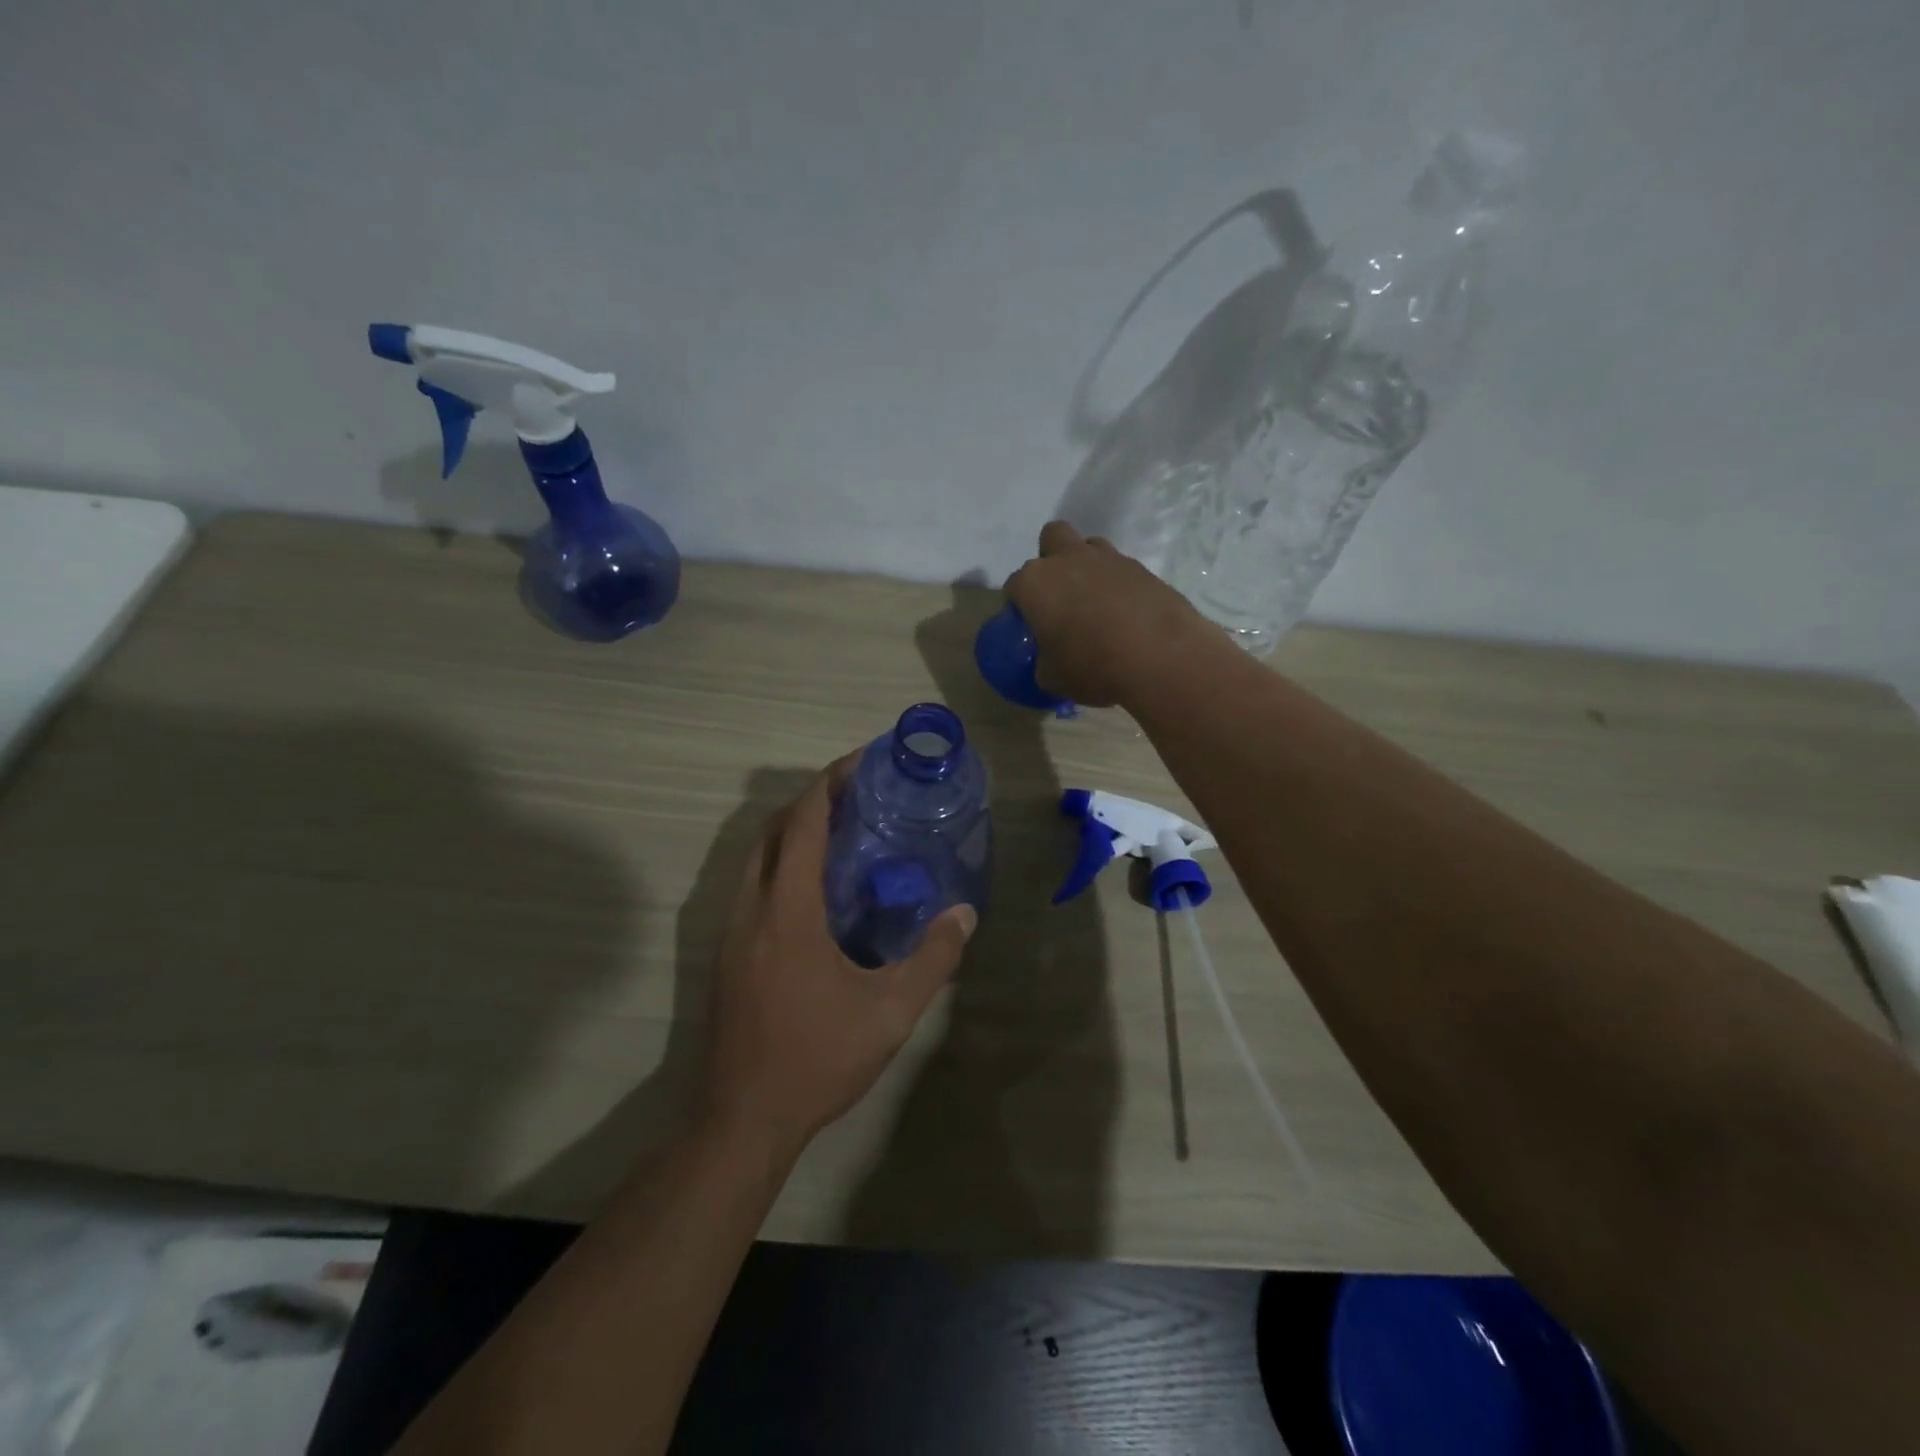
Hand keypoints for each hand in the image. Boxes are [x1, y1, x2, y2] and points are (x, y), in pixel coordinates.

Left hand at [700, 760, 976, 1157]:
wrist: (741, 1119)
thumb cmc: (816, 1059)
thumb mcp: (890, 1012)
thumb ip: (932, 959)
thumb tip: (964, 914)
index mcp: (787, 911)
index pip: (802, 823)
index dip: (829, 784)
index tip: (861, 762)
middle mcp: (751, 908)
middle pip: (772, 828)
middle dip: (811, 800)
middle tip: (859, 795)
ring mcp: (731, 931)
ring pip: (756, 856)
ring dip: (793, 831)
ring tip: (842, 833)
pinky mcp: (727, 952)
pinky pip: (752, 884)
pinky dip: (781, 863)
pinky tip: (816, 889)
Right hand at [1003, 521, 1214, 706]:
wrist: (1161, 656)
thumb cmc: (1092, 666)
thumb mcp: (1052, 678)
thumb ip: (1043, 662)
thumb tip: (1049, 662)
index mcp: (1035, 582)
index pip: (1014, 585)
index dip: (1019, 605)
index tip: (1029, 626)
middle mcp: (1068, 559)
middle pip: (1052, 538)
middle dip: (1051, 559)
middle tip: (1059, 596)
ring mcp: (1108, 559)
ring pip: (1089, 546)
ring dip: (1086, 566)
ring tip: (1095, 603)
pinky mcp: (1142, 568)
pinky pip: (1121, 569)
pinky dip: (1118, 585)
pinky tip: (1126, 614)